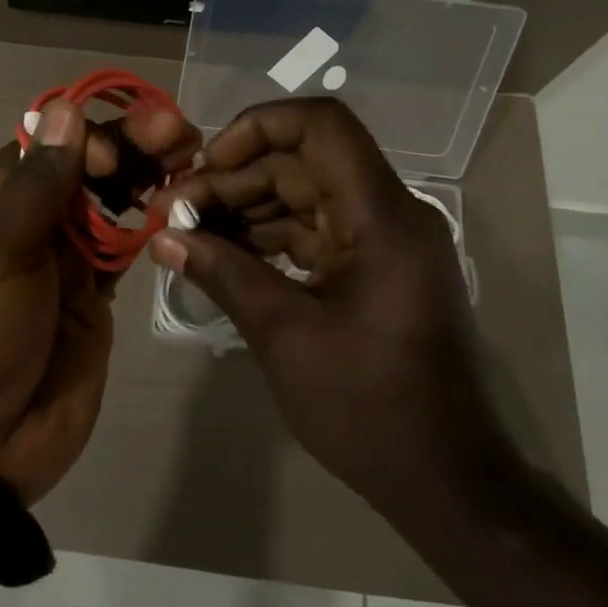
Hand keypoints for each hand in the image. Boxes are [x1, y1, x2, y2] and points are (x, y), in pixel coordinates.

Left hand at [0, 97, 199, 504]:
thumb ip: (38, 183)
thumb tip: (66, 108)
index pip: (51, 142)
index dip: (95, 134)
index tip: (130, 146)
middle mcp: (31, 219)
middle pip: (88, 167)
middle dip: (134, 146)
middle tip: (185, 134)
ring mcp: (65, 257)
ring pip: (113, 202)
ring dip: (150, 178)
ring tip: (194, 161)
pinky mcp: (94, 293)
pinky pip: (127, 247)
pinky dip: (153, 226)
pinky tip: (184, 211)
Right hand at [149, 98, 512, 512]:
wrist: (445, 481)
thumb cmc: (368, 407)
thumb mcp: (284, 334)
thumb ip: (222, 272)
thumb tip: (162, 237)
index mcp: (382, 216)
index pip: (322, 125)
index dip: (258, 126)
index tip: (206, 163)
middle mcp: (389, 213)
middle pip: (302, 161)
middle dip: (234, 178)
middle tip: (174, 209)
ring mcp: (382, 242)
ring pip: (303, 194)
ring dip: (244, 207)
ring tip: (185, 232)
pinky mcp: (372, 269)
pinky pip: (313, 230)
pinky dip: (266, 237)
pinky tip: (219, 253)